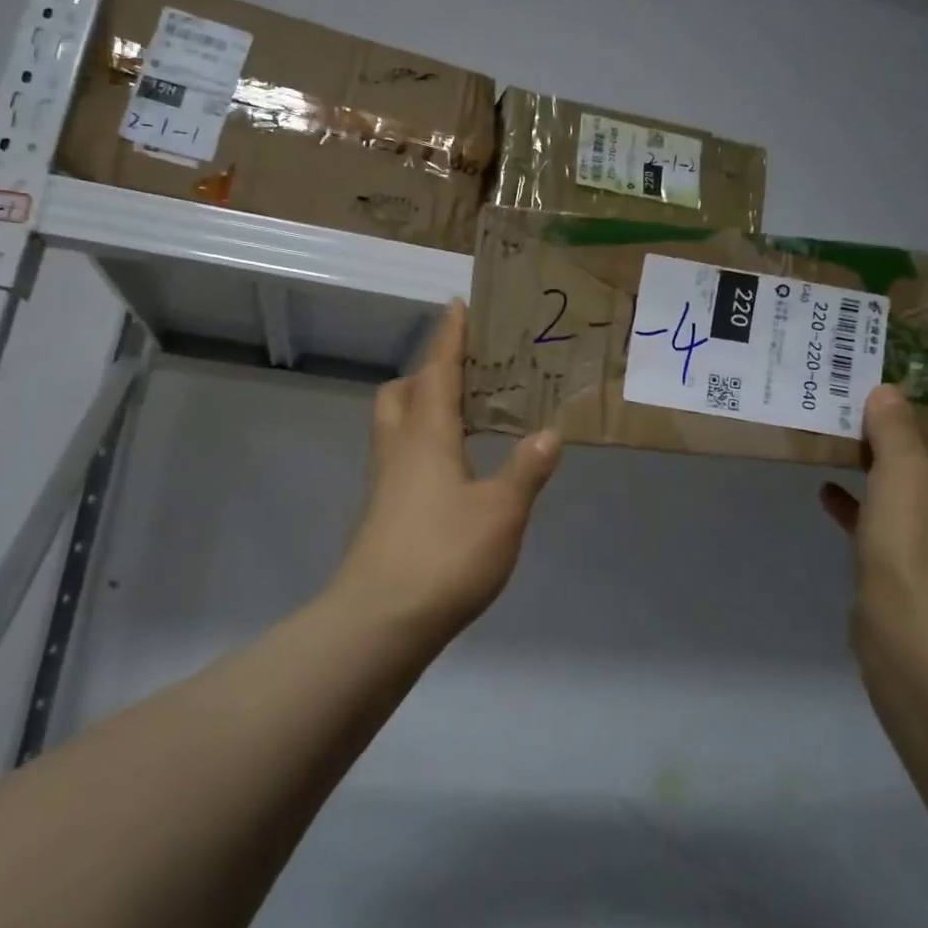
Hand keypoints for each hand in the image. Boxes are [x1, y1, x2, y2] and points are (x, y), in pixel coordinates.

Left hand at [333, 299, 561, 635]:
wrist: (379, 622)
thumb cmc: (444, 555)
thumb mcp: (502, 511)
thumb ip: (526, 469)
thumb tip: (548, 432)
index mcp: (427, 436)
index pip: (437, 371)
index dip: (449, 337)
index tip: (456, 305)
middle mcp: (399, 450)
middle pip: (401, 394)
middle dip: (426, 373)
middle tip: (463, 374)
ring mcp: (385, 485)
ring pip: (396, 427)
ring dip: (423, 409)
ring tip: (465, 417)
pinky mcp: (383, 515)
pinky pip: (401, 459)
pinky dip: (424, 447)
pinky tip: (454, 472)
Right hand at [819, 385, 927, 645]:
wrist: (913, 633)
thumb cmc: (920, 541)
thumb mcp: (903, 470)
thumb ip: (895, 428)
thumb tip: (888, 392)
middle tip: (917, 412)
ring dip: (905, 474)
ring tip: (868, 446)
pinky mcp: (921, 574)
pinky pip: (895, 529)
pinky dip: (868, 509)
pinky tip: (831, 494)